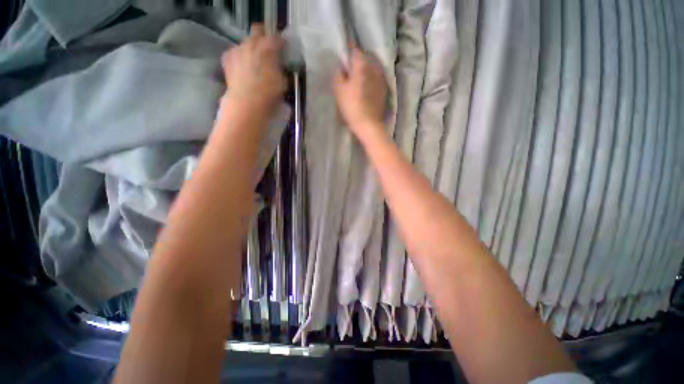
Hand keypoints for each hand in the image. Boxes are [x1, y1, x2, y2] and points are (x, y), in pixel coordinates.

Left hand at [222, 24, 286, 117]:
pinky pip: (235, 52)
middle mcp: (252, 43)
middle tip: (268, 49)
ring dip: (251, 49)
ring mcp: (238, 49)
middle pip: (258, 31)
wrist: (246, 102)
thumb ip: (280, 69)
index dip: (281, 43)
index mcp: (269, 48)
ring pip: (246, 42)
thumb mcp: (283, 83)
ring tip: (255, 61)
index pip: (277, 39)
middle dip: (263, 37)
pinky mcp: (227, 58)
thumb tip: (278, 65)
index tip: (284, 49)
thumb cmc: (269, 94)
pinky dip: (240, 57)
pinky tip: (242, 67)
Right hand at [334, 47, 387, 136]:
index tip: (343, 55)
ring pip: (371, 69)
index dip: (348, 51)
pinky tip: (365, 89)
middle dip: (357, 62)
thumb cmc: (352, 106)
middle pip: (365, 59)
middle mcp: (374, 68)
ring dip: (364, 71)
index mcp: (362, 66)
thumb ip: (339, 75)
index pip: (355, 50)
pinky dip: (370, 80)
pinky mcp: (384, 90)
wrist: (369, 125)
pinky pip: (376, 79)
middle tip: (348, 69)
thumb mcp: (339, 90)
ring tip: (357, 79)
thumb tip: (341, 67)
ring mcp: (381, 80)